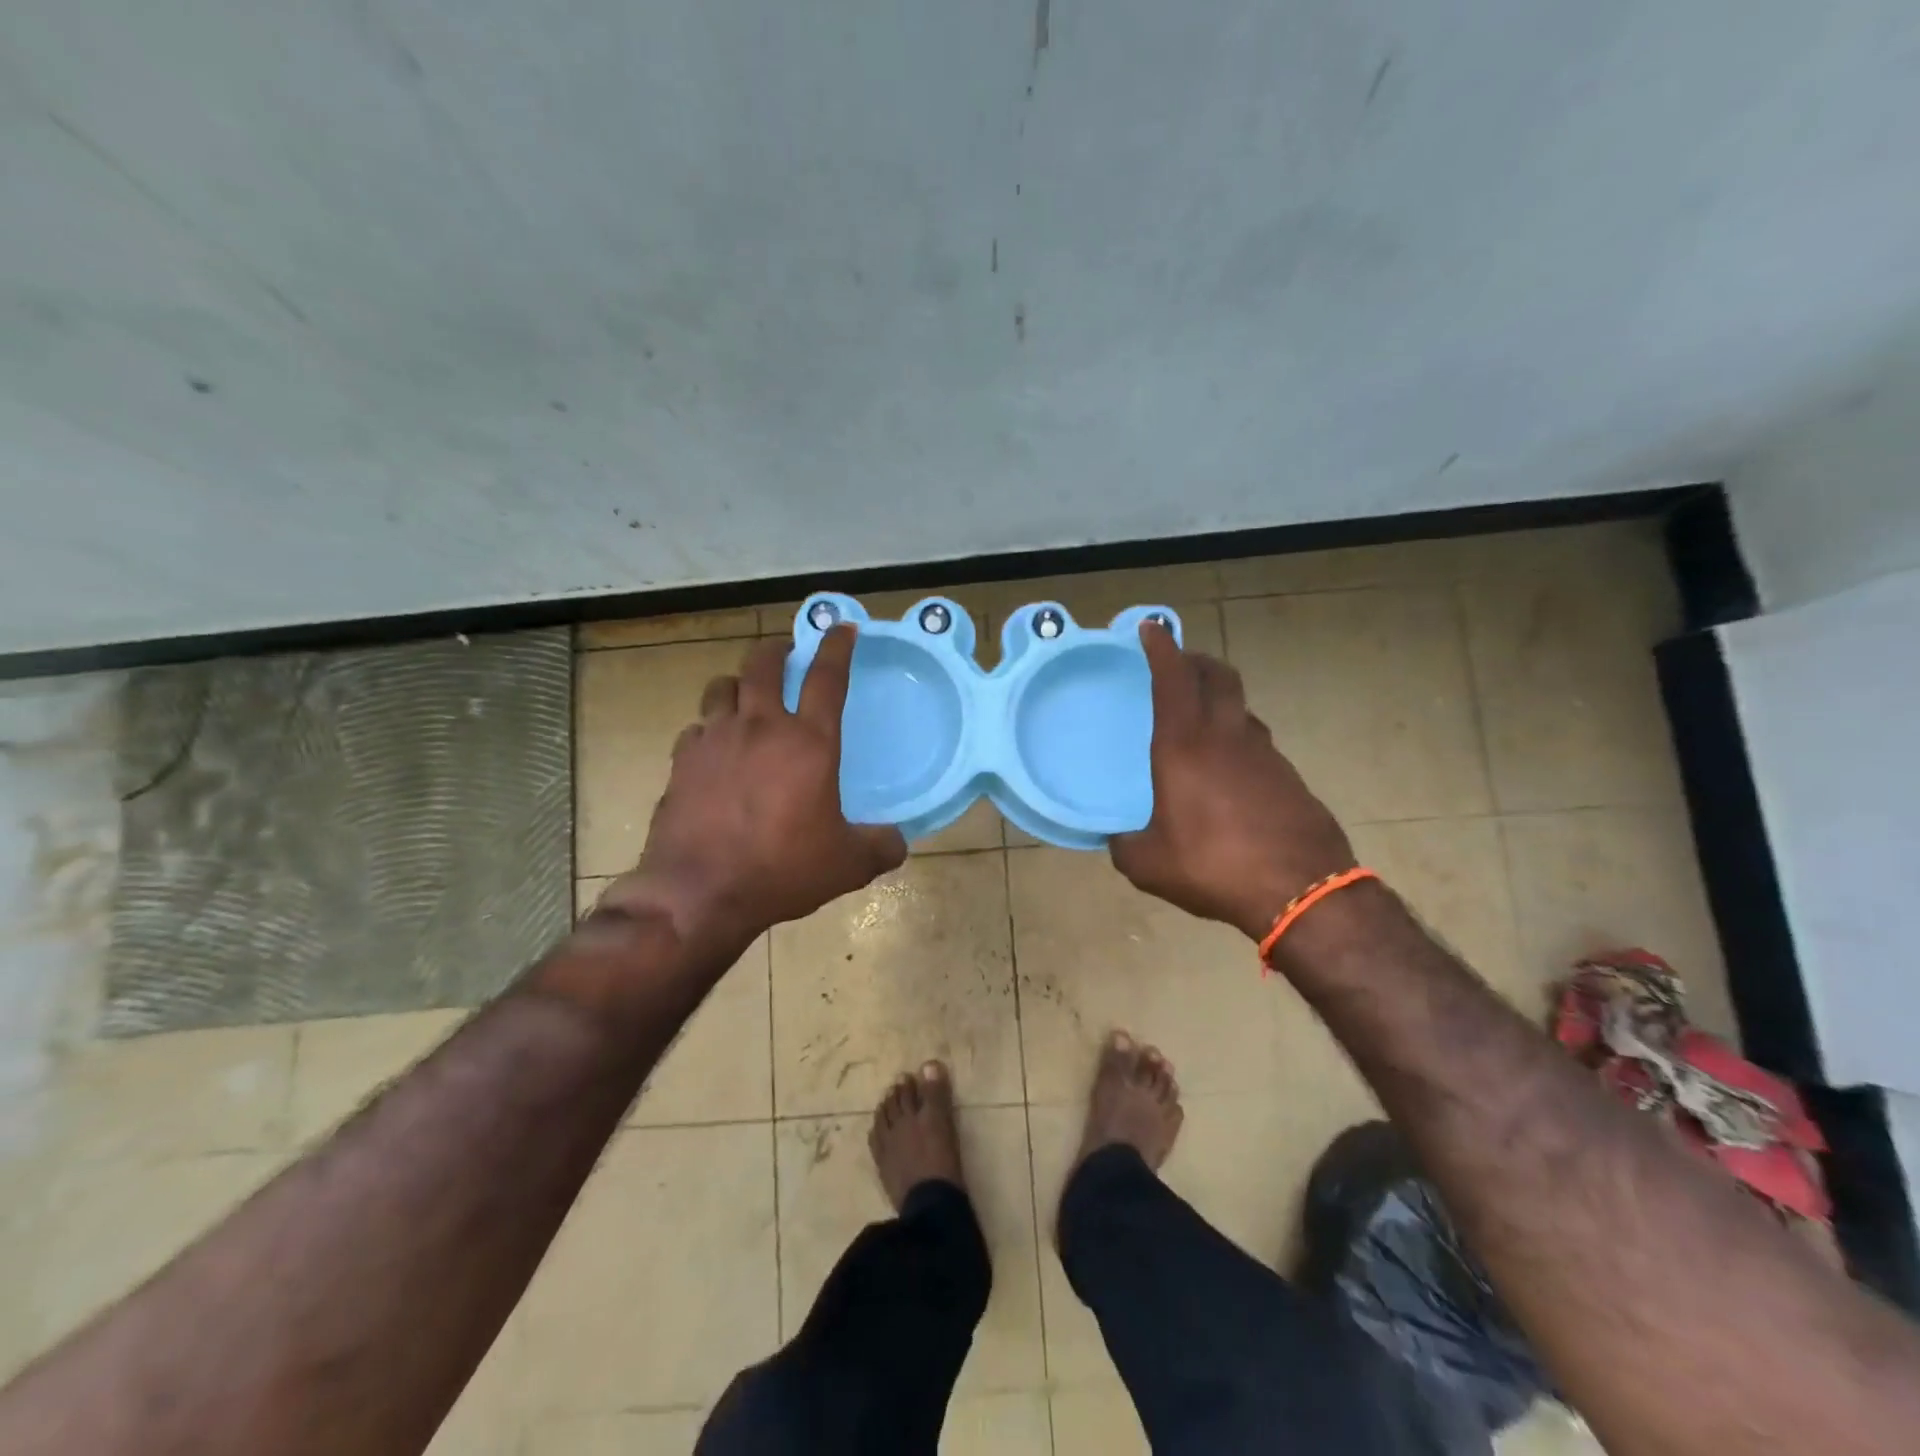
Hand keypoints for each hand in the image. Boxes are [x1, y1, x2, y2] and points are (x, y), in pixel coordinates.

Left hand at [604, 626, 906, 952]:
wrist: (699, 892)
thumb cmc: (782, 870)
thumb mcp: (847, 864)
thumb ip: (880, 846)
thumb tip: (898, 842)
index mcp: (808, 743)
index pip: (826, 678)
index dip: (837, 647)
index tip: (842, 628)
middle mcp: (759, 728)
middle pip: (762, 664)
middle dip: (777, 650)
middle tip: (786, 653)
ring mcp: (714, 740)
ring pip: (721, 687)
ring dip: (737, 685)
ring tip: (746, 697)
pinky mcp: (681, 762)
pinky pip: (696, 730)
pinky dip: (708, 730)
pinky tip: (714, 750)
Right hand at [1110, 623, 1355, 940]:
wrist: (1302, 890)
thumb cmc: (1213, 865)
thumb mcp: (1149, 864)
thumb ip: (1125, 846)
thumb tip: (1118, 840)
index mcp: (1184, 745)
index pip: (1173, 678)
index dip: (1161, 647)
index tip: (1151, 629)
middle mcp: (1226, 737)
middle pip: (1218, 676)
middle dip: (1196, 661)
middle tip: (1178, 665)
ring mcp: (1265, 754)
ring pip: (1240, 709)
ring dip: (1219, 701)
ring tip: (1200, 722)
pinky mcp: (1290, 777)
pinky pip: (1256, 744)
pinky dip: (1237, 740)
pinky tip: (1228, 773)